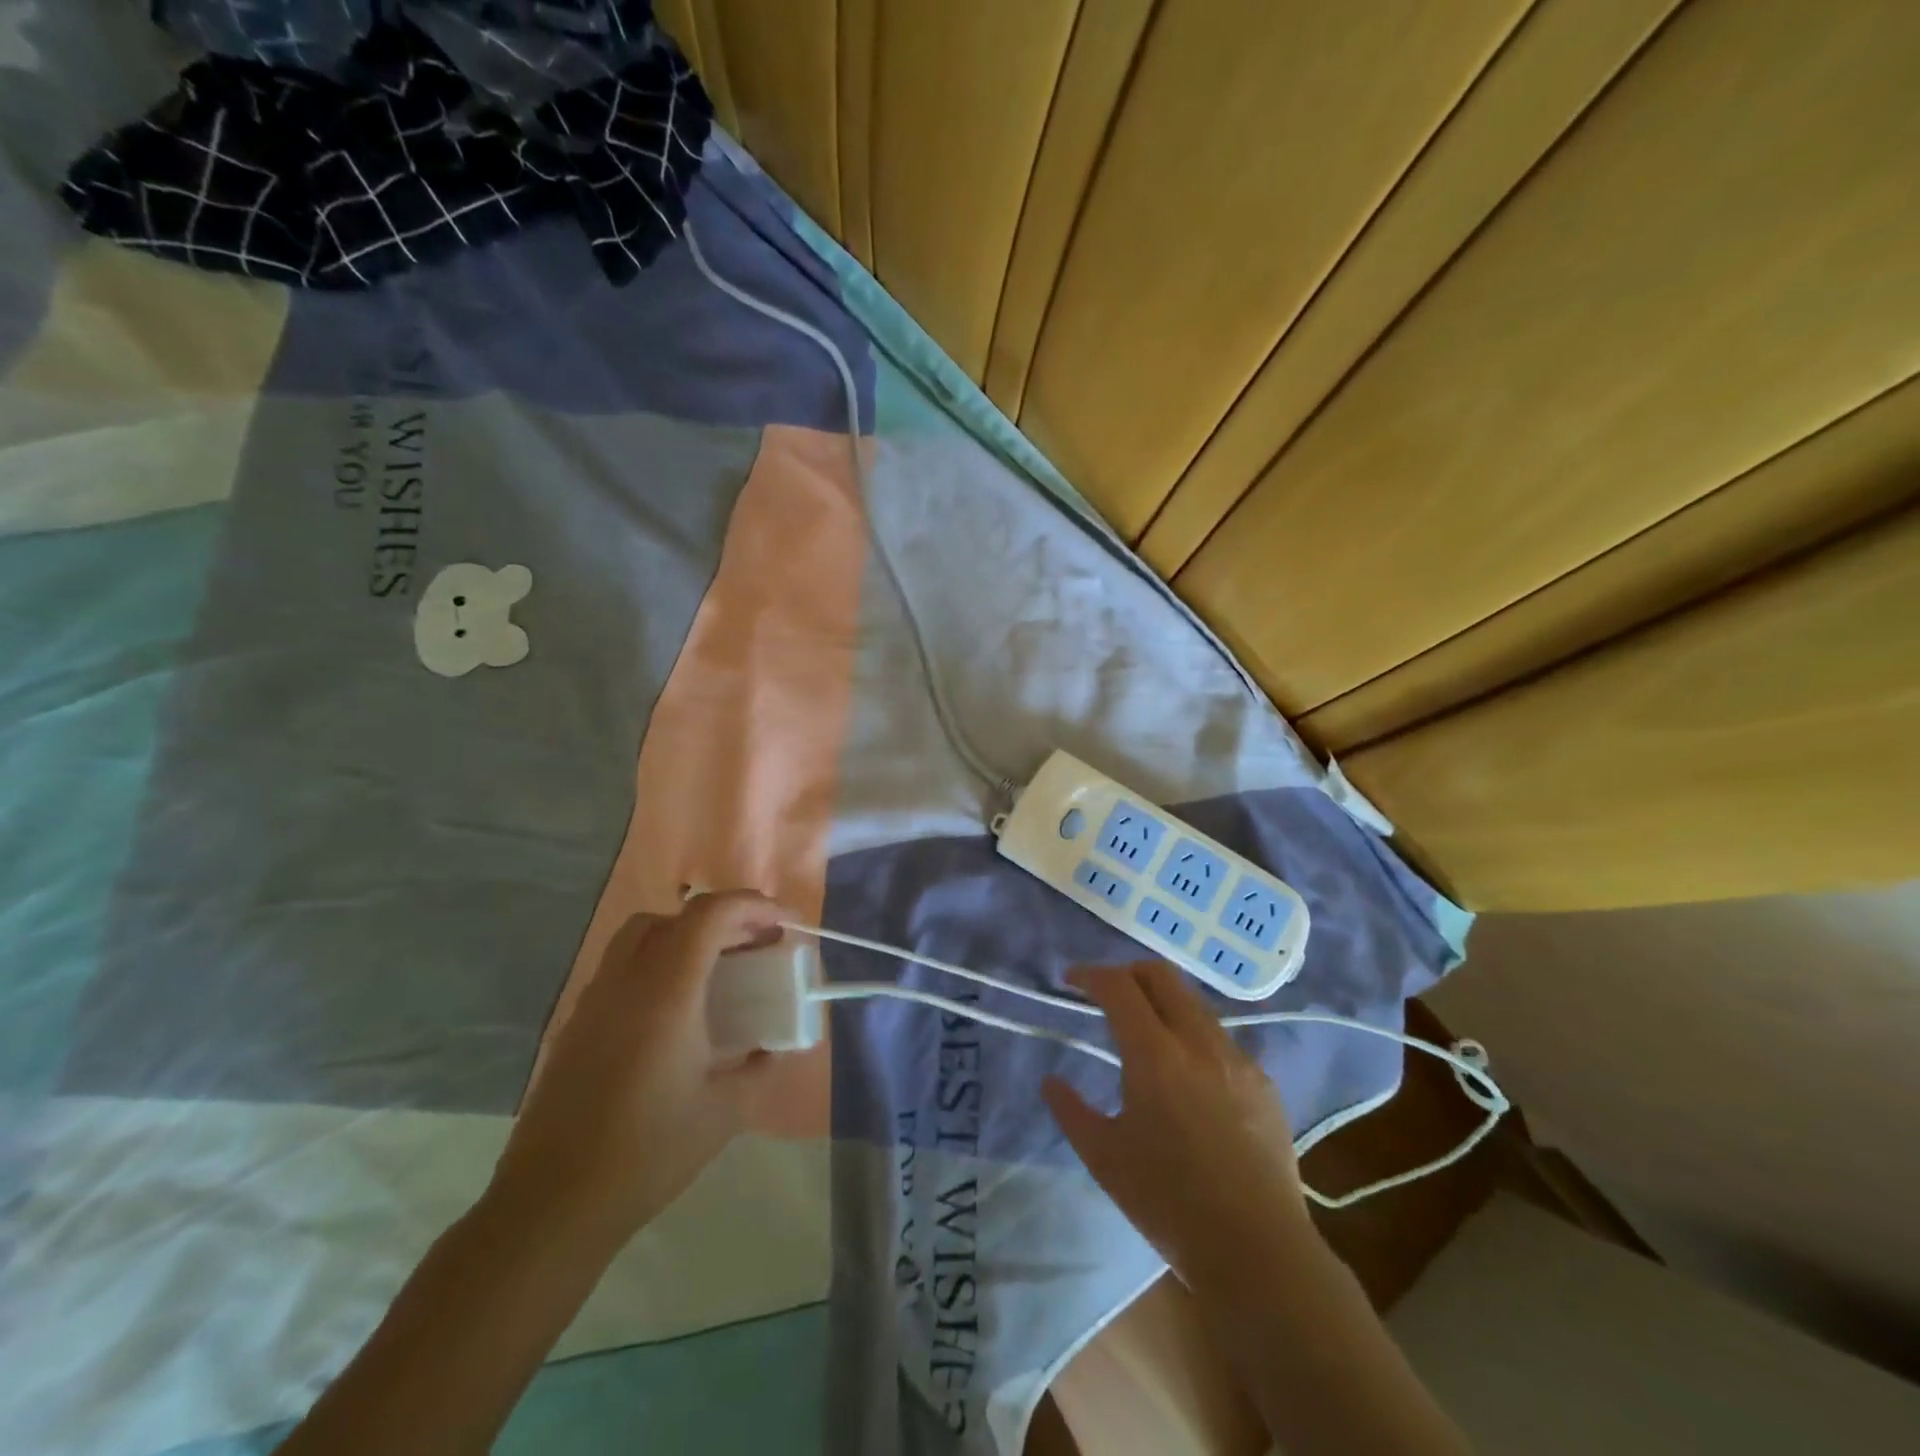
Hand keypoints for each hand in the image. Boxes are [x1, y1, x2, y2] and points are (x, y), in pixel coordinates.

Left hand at [490, 891, 783, 1248]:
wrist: (551, 1206)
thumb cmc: (647, 1154)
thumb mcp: (725, 1112)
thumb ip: (760, 1068)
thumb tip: (774, 1047)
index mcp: (666, 993)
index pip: (710, 914)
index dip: (752, 905)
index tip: (784, 924)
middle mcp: (625, 983)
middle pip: (674, 917)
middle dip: (721, 920)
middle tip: (753, 946)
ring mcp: (593, 1002)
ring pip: (640, 939)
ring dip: (685, 938)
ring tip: (716, 974)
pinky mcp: (575, 1027)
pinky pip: (621, 971)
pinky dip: (656, 966)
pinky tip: (674, 1015)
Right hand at [1043, 961, 1312, 1291]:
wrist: (1258, 1251)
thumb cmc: (1169, 1203)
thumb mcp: (1104, 1158)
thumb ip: (1071, 1111)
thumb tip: (1051, 1081)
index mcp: (1154, 1055)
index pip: (1119, 986)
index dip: (1090, 974)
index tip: (1071, 979)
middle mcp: (1198, 1042)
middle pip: (1161, 975)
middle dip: (1127, 972)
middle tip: (1105, 993)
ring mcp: (1237, 1059)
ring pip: (1194, 1003)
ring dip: (1162, 1002)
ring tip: (1144, 1033)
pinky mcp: (1263, 1082)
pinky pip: (1220, 1039)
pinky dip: (1192, 1036)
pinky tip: (1187, 1077)